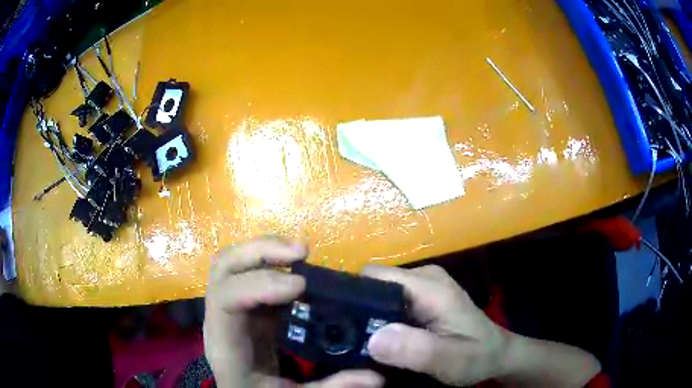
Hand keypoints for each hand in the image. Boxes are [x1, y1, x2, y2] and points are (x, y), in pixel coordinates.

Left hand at [204, 237, 383, 387]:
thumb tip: (376, 377)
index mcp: (227, 343)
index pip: (227, 299)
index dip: (261, 284)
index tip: (302, 285)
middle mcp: (220, 317)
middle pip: (224, 267)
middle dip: (260, 251)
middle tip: (301, 252)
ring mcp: (229, 305)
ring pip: (234, 262)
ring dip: (265, 248)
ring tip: (301, 251)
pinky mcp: (244, 302)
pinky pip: (249, 270)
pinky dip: (271, 259)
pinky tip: (296, 264)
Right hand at [362, 265, 509, 385]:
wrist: (496, 353)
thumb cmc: (477, 355)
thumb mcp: (450, 359)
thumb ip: (416, 350)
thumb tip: (374, 339)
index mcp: (429, 285)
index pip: (374, 277)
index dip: (352, 297)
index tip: (337, 324)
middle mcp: (423, 277)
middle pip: (374, 284)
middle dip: (357, 310)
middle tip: (348, 341)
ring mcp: (424, 286)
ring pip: (380, 294)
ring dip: (368, 317)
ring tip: (361, 343)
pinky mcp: (423, 297)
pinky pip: (390, 302)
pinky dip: (380, 319)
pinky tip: (381, 339)